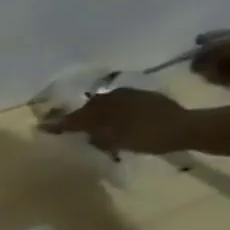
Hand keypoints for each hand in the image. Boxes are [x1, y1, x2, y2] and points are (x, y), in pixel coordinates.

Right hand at [41, 88, 192, 153]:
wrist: (187, 129)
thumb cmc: (143, 134)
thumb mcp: (107, 135)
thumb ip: (78, 128)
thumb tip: (48, 124)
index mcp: (105, 101)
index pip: (75, 113)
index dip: (59, 121)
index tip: (42, 126)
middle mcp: (117, 95)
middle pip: (91, 108)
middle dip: (80, 117)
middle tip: (68, 128)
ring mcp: (136, 97)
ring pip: (108, 107)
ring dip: (98, 117)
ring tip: (93, 129)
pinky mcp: (151, 103)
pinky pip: (123, 109)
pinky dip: (114, 118)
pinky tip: (117, 126)